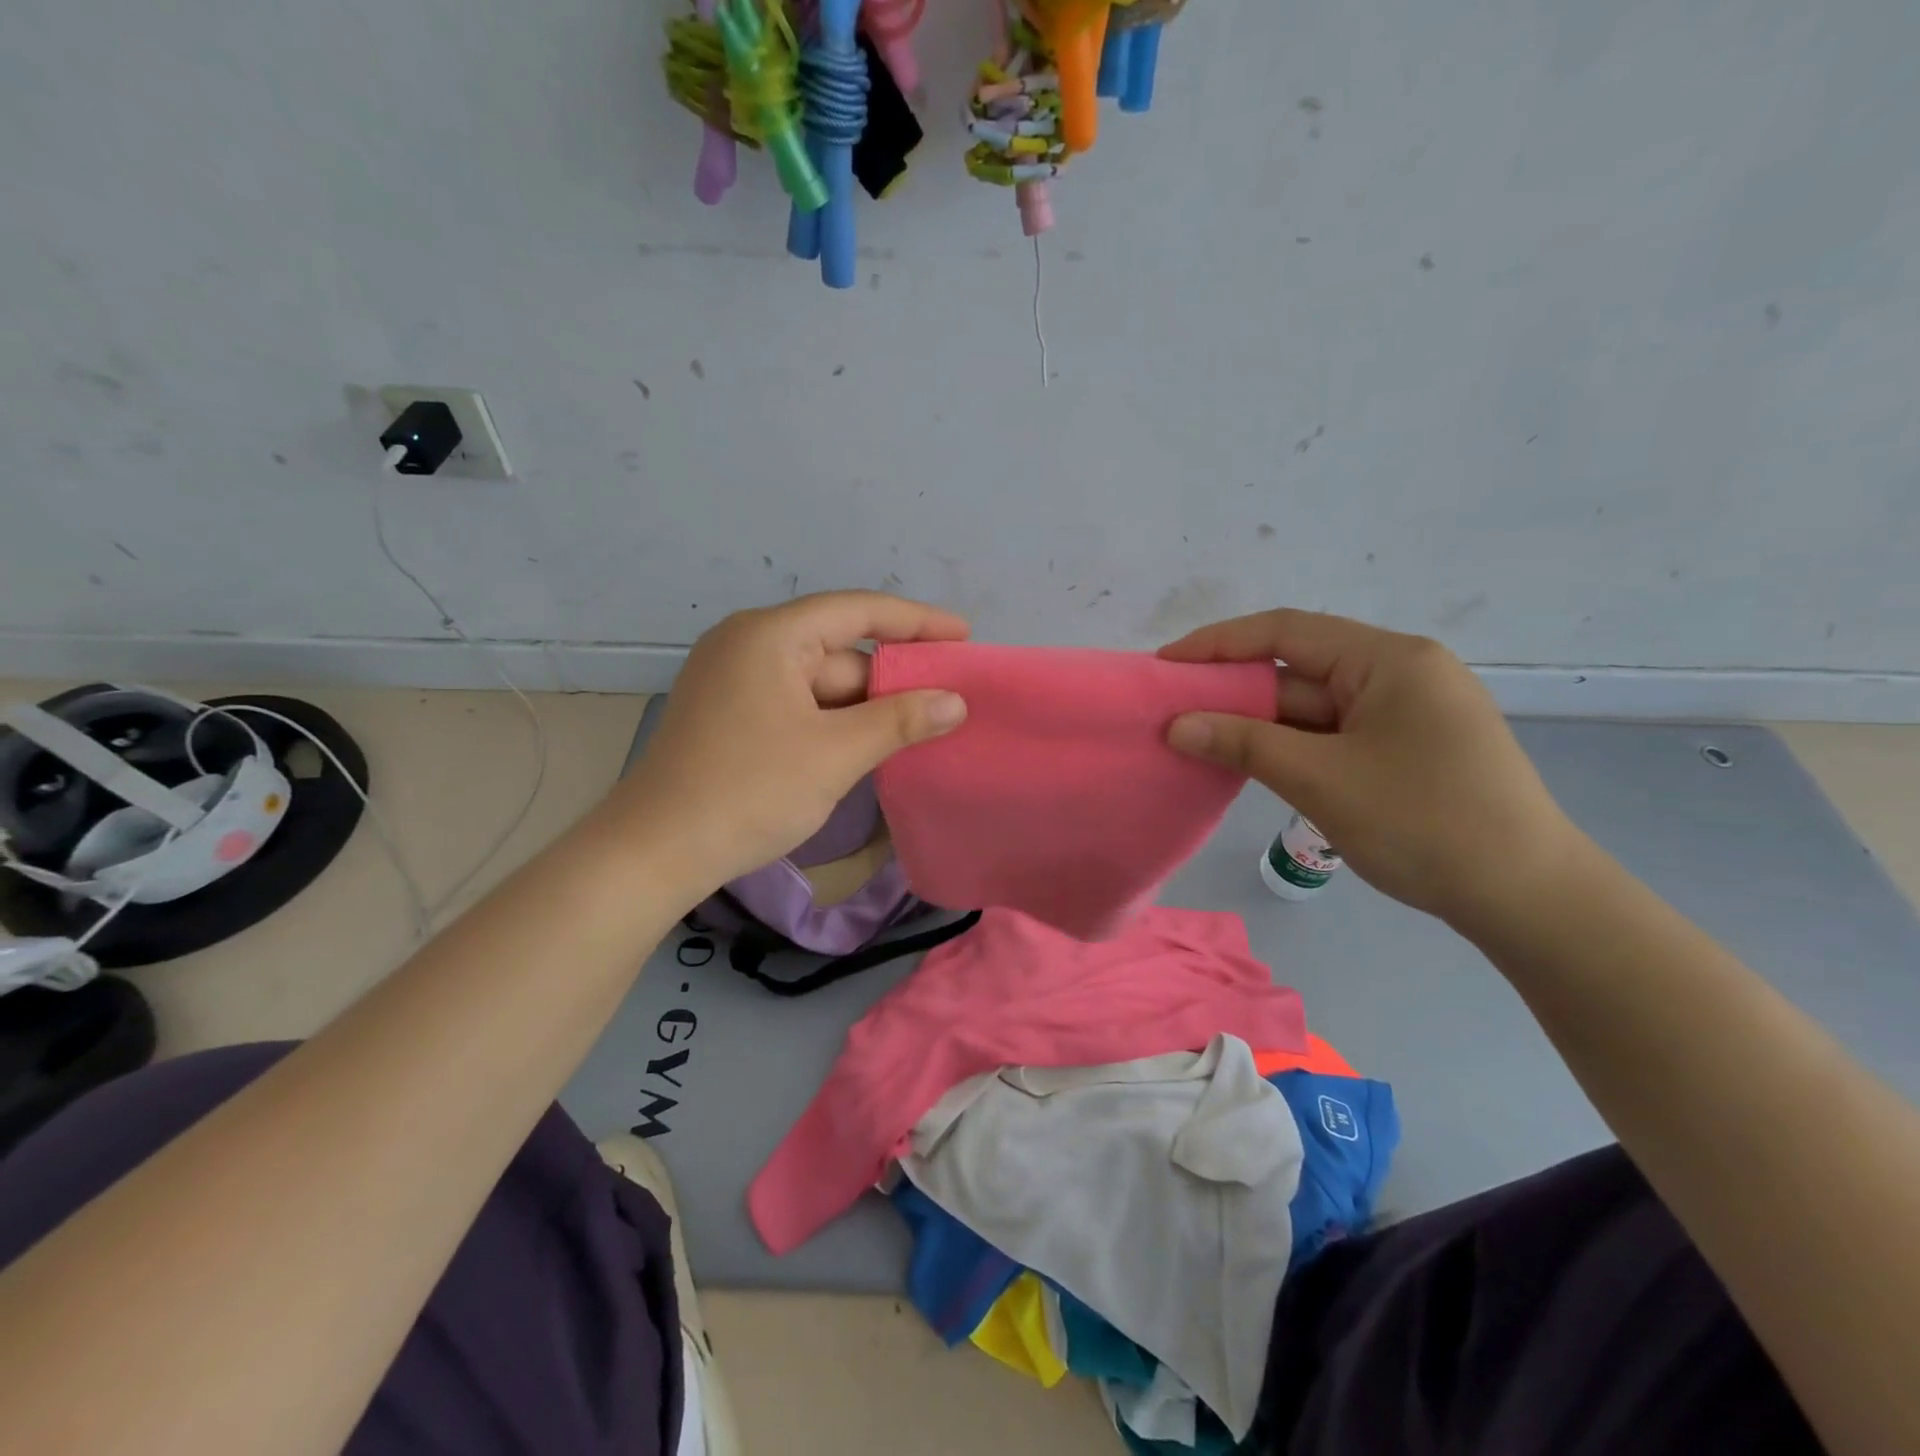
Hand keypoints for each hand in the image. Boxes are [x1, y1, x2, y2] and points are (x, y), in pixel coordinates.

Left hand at [612, 591, 968, 893]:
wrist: (655, 852)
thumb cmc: (750, 791)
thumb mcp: (836, 754)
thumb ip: (901, 720)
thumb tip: (955, 701)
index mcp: (769, 635)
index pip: (857, 611)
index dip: (916, 621)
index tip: (964, 636)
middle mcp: (747, 644)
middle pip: (838, 651)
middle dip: (890, 679)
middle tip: (945, 704)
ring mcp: (732, 680)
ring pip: (818, 683)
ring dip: (862, 708)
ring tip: (914, 734)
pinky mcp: (727, 713)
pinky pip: (795, 704)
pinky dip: (831, 722)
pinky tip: (862, 747)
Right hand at [1160, 609, 1582, 929]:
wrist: (1528, 899)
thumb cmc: (1424, 823)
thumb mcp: (1322, 780)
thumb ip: (1244, 744)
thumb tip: (1175, 725)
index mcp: (1390, 660)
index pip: (1287, 632)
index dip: (1219, 643)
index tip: (1166, 664)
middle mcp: (1399, 674)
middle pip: (1299, 669)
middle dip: (1234, 689)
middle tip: (1173, 708)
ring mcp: (1405, 713)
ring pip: (1313, 707)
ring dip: (1258, 723)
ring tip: (1197, 737)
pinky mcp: (1404, 749)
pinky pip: (1331, 735)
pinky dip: (1288, 746)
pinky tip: (1249, 760)